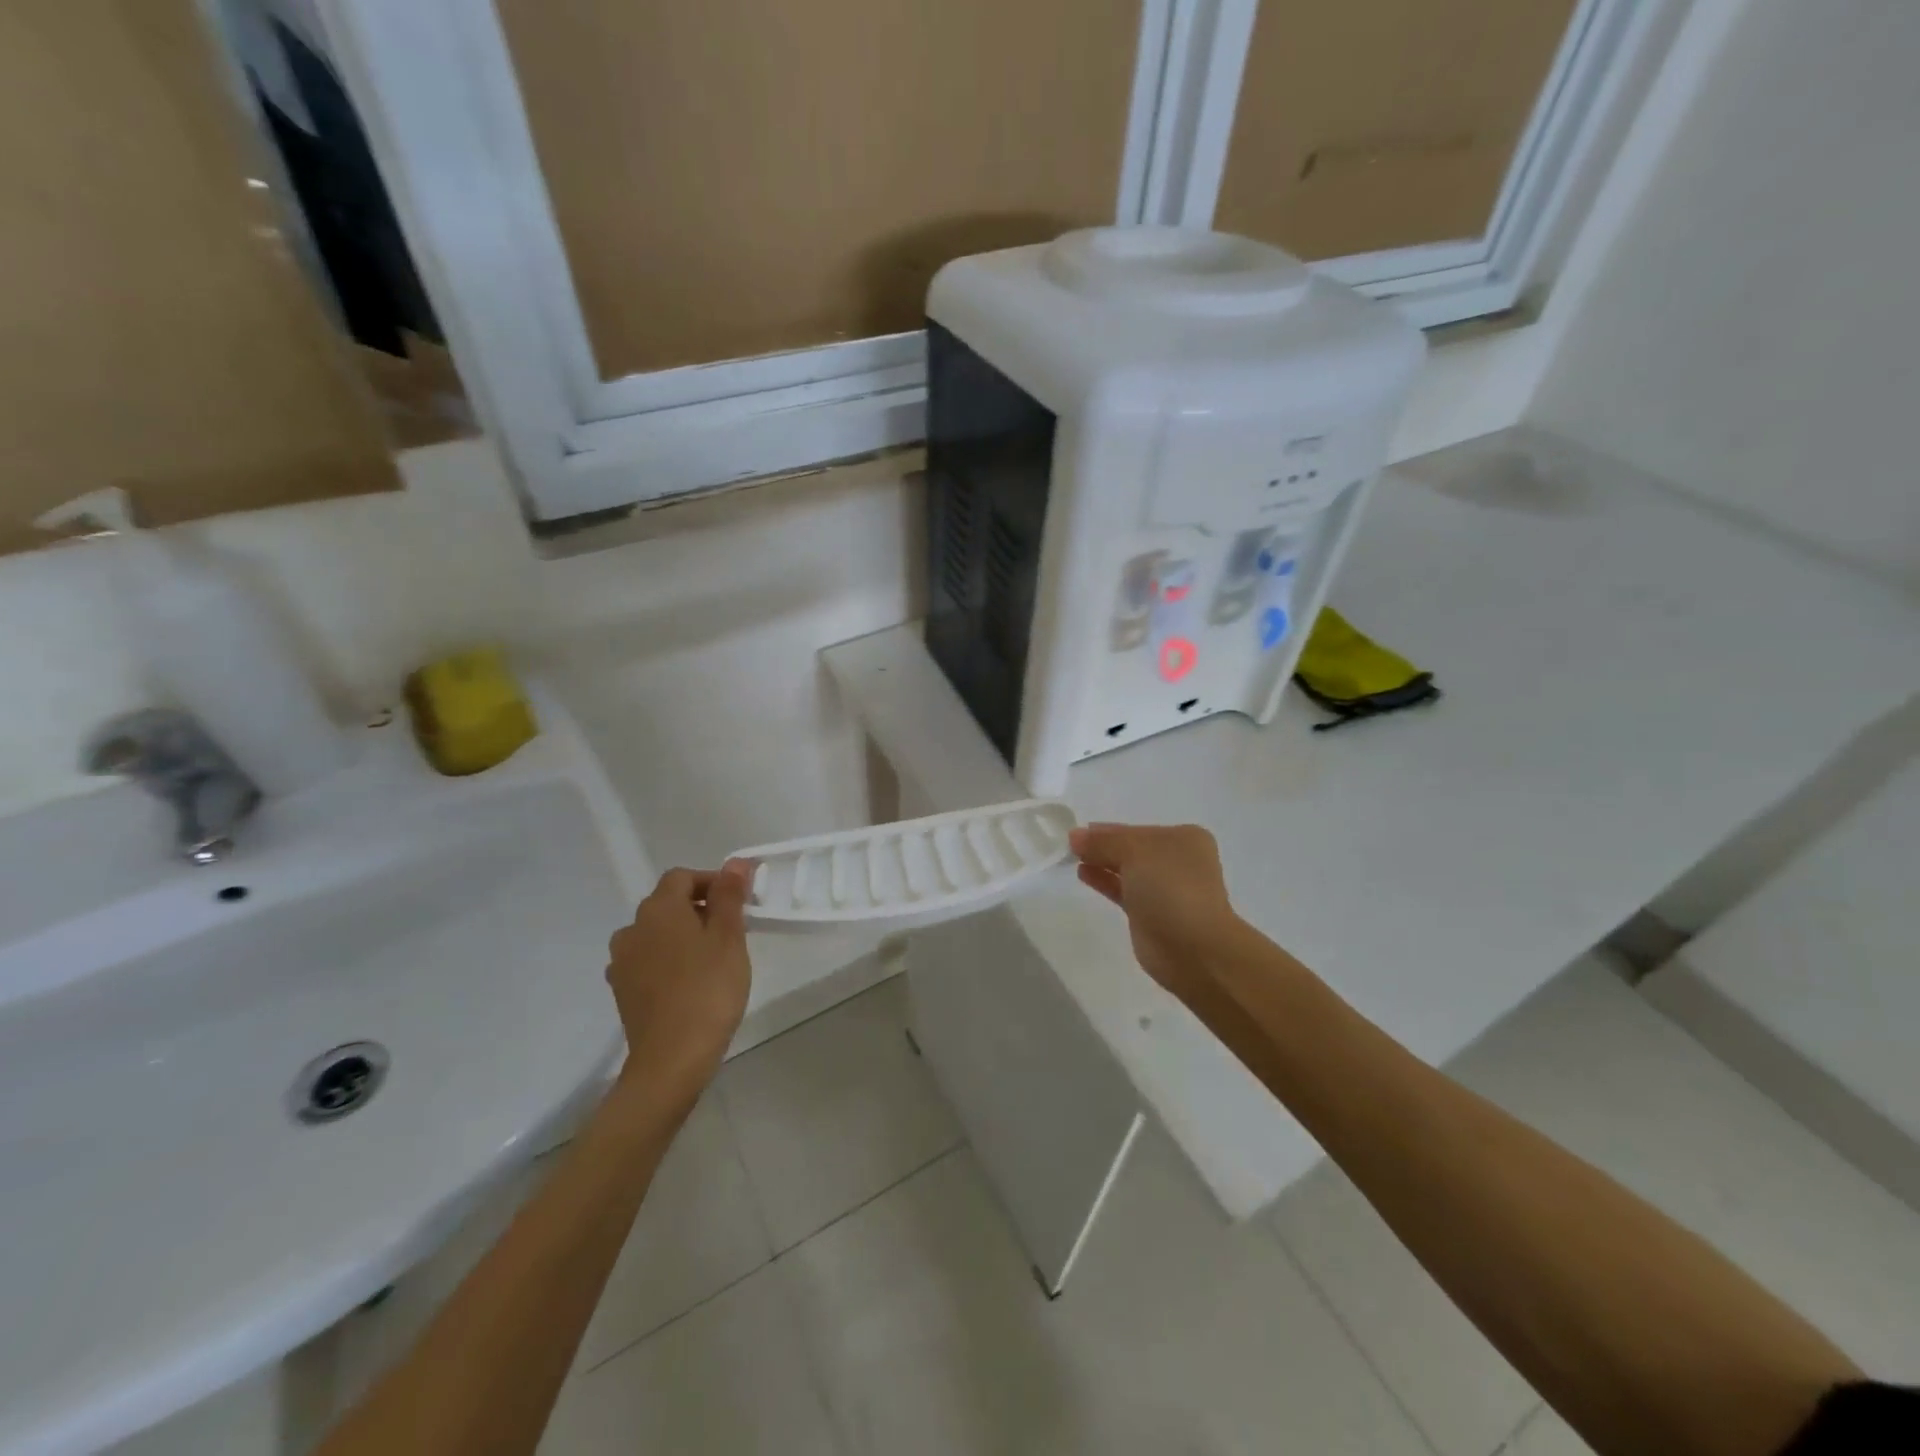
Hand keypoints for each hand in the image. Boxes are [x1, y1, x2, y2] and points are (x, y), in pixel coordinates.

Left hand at [606, 861, 752, 1101]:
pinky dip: (668, 960)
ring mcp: (622, 961)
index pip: (683, 877)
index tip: (740, 902)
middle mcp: (632, 928)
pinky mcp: (622, 990)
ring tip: (712, 957)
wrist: (671, 1059)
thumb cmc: (708, 990)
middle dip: (700, 908)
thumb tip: (735, 863)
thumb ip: (729, 896)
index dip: (712, 882)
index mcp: (658, 909)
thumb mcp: (729, 938)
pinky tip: (689, 981)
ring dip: (682, 935)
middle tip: (733, 931)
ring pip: (656, 933)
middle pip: (667, 903)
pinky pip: (647, 960)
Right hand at [1069, 822, 1248, 1004]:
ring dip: (1101, 862)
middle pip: (1132, 848)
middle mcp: (1177, 861)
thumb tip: (1075, 835)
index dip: (1107, 830)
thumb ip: (1102, 842)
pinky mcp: (1151, 914)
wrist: (1193, 948)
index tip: (1078, 831)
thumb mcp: (1135, 852)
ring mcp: (1165, 889)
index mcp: (1183, 839)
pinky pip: (1123, 889)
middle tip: (1070, 845)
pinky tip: (1083, 873)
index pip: (1137, 829)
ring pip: (1127, 869)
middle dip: (1103, 845)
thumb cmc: (1170, 888)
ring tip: (1072, 857)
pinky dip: (1104, 881)